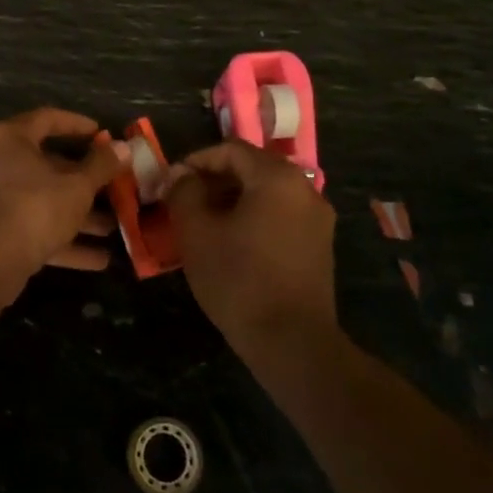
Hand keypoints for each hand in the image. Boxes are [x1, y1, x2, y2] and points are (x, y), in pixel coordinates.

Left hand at [0, 109, 126, 304]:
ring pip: (42, 200)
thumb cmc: (34, 208)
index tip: (103, 135)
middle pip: (46, 165)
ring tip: (113, 228)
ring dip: (77, 215)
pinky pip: (33, 229)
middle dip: (84, 181)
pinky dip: (62, 240)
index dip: (78, 124)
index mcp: (10, 139)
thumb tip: (124, 147)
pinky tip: (98, 259)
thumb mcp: (77, 186)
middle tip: (113, 188)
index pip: (47, 119)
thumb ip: (102, 166)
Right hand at [165, 140, 335, 347]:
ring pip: (266, 193)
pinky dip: (253, 218)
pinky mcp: (319, 246)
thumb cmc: (238, 279)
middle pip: (252, 168)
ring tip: (204, 223)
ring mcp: (318, 219)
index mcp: (277, 178)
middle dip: (214, 180)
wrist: (292, 342)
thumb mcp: (196, 232)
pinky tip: (232, 243)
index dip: (196, 160)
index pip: (230, 149)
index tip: (172, 182)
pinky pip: (281, 215)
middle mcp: (305, 189)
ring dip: (232, 200)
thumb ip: (184, 192)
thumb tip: (180, 175)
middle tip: (184, 202)